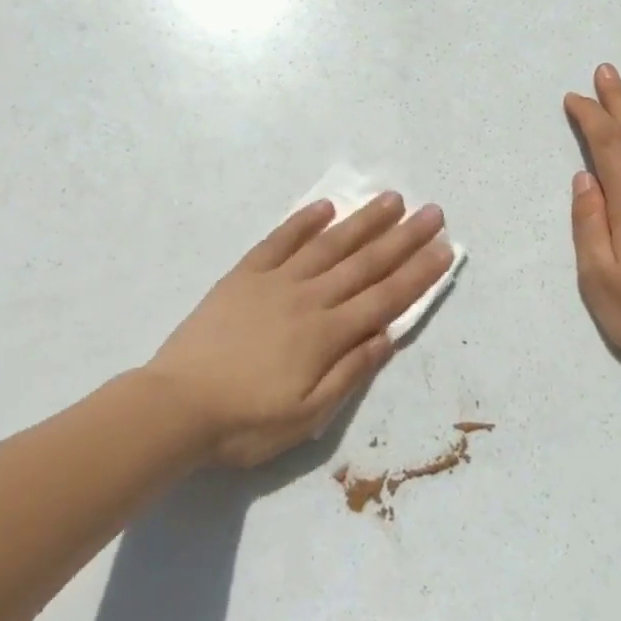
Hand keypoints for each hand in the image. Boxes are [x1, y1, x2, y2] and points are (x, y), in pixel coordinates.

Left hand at [146, 193, 453, 467]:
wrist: (176, 406)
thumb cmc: (245, 422)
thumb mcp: (307, 416)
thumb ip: (349, 373)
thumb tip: (386, 336)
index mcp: (327, 335)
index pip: (385, 298)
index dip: (418, 273)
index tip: (444, 248)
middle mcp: (309, 298)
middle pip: (365, 263)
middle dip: (404, 238)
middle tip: (432, 212)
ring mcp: (275, 282)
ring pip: (329, 245)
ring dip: (363, 221)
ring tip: (391, 199)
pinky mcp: (244, 276)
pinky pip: (279, 241)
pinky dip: (303, 222)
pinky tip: (325, 206)